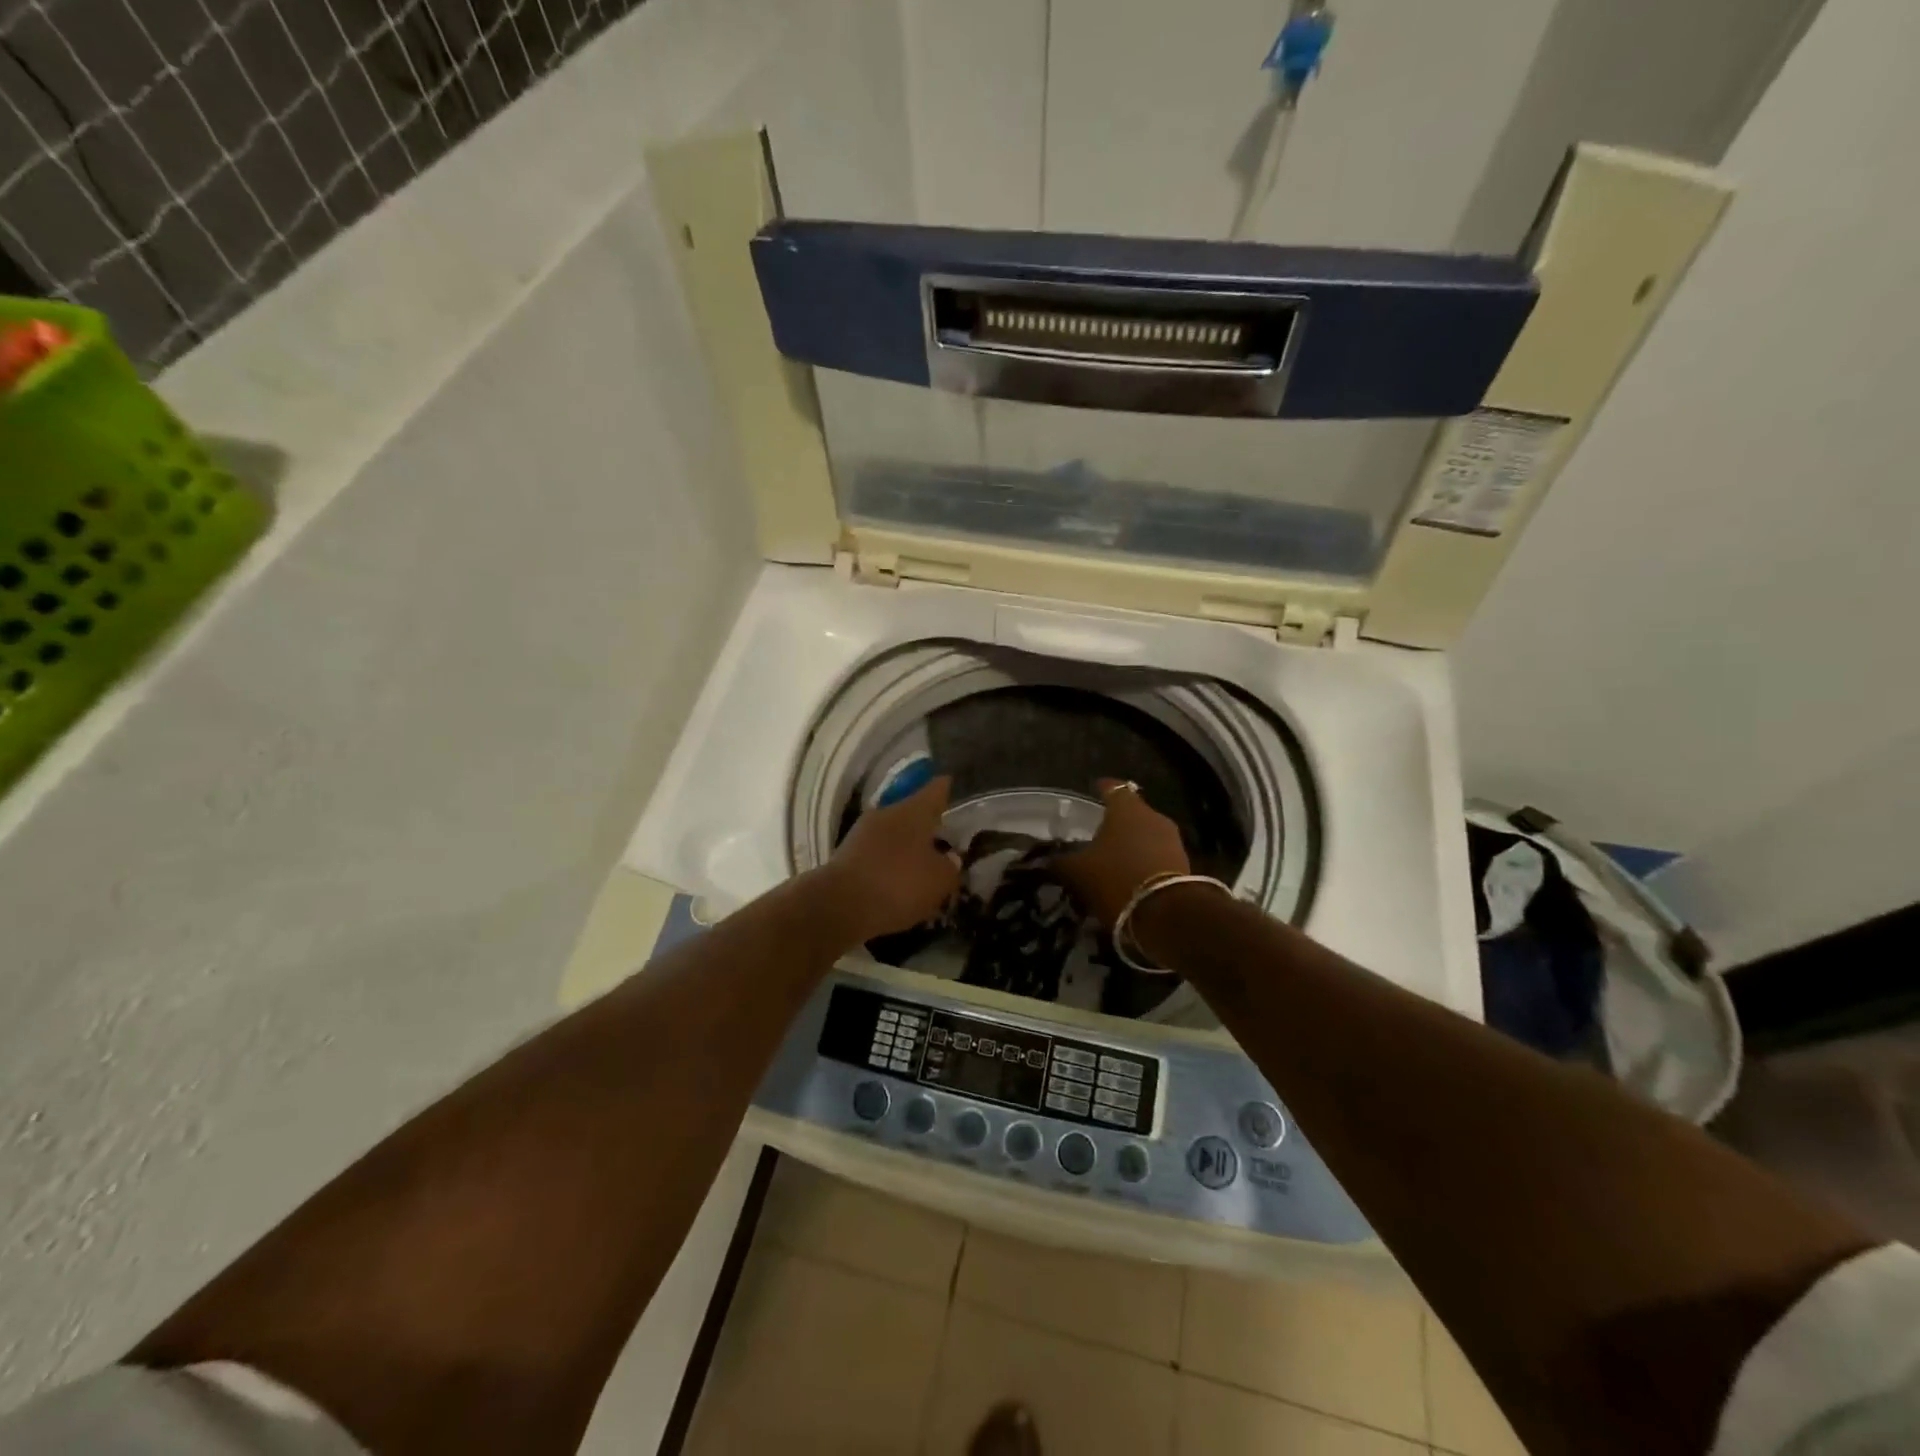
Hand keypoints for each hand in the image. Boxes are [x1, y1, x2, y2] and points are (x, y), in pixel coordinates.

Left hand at [819, 776, 961, 942]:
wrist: (838, 906)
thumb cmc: (898, 884)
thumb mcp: (940, 880)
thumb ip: (950, 867)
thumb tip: (950, 859)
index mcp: (914, 810)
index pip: (936, 790)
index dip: (946, 788)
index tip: (952, 784)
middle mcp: (887, 813)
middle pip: (913, 813)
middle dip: (927, 826)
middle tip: (944, 841)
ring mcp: (863, 833)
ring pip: (893, 835)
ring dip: (906, 848)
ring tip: (922, 868)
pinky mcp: (847, 855)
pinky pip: (877, 854)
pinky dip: (889, 865)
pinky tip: (898, 884)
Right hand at [1056, 780, 1190, 928]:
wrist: (1165, 914)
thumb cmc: (1115, 878)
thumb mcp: (1077, 871)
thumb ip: (1061, 862)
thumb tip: (1049, 859)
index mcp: (1126, 808)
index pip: (1113, 788)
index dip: (1102, 788)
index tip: (1094, 789)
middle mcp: (1153, 816)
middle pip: (1132, 812)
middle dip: (1116, 821)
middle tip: (1099, 832)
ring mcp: (1171, 840)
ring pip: (1146, 834)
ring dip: (1131, 843)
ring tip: (1113, 858)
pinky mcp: (1183, 863)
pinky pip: (1156, 855)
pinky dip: (1143, 860)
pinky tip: (1129, 875)